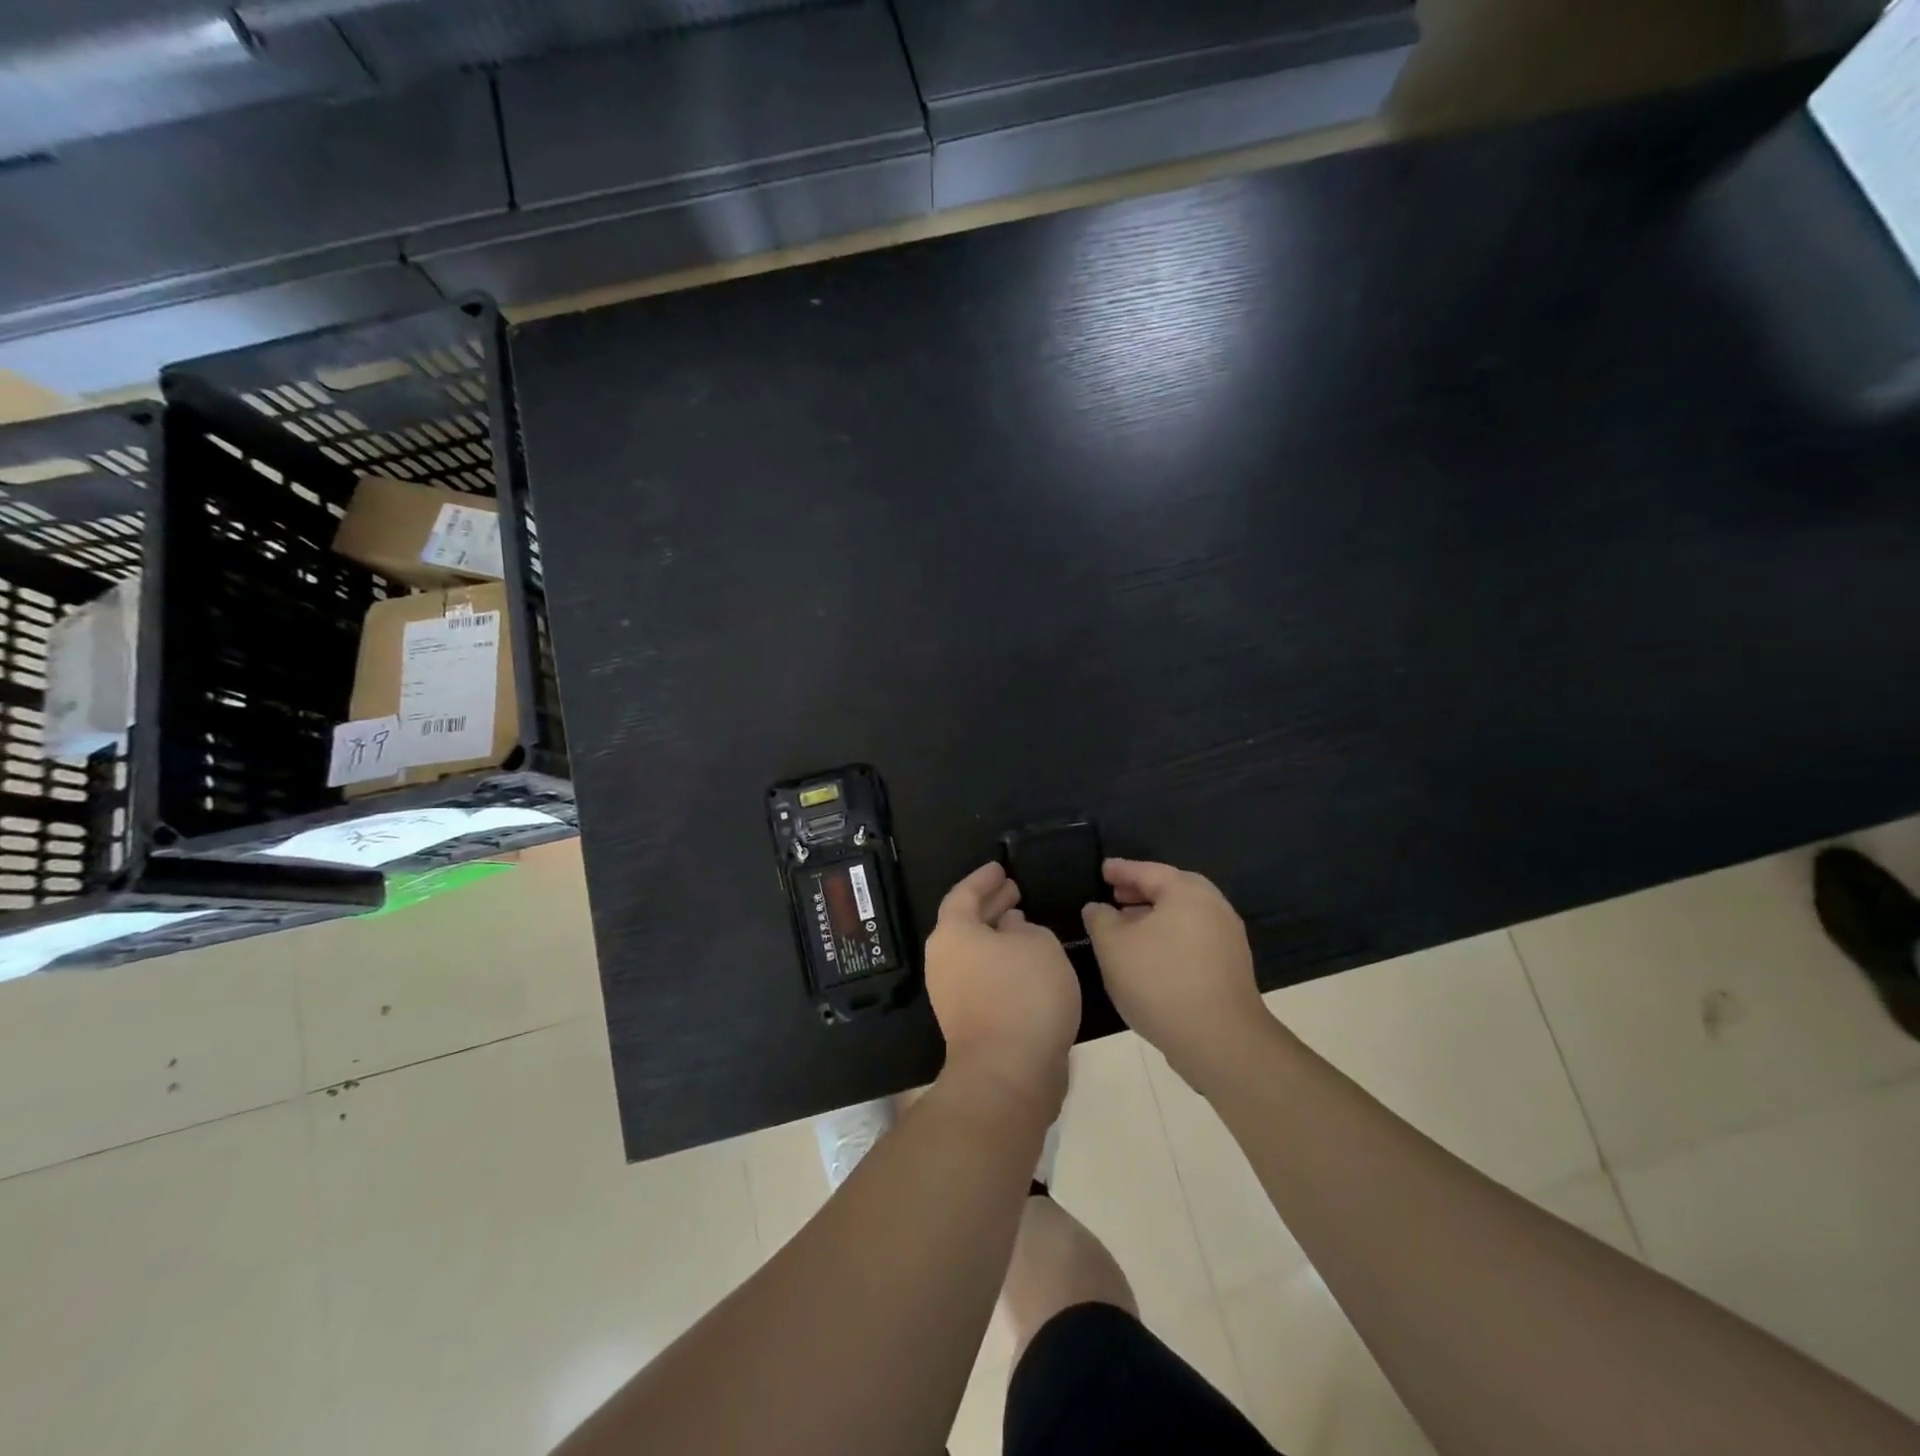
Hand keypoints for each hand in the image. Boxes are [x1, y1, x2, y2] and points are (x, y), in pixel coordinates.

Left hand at [925, 863, 1080, 1119]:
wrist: (1008, 1072)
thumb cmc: (1024, 994)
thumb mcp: (1039, 944)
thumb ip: (1026, 928)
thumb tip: (1011, 929)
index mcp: (953, 932)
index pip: (964, 893)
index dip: (984, 879)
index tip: (1001, 867)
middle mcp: (944, 959)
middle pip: (965, 922)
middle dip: (990, 905)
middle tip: (1014, 891)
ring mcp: (950, 993)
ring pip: (974, 951)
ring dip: (997, 936)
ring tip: (1024, 923)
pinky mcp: (966, 1020)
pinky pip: (982, 976)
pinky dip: (1000, 962)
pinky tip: (1026, 963)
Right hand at [1082, 859, 1269, 1087]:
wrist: (1220, 1040)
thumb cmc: (1160, 981)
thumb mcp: (1113, 946)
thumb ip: (1100, 919)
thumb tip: (1098, 908)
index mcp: (1187, 892)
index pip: (1148, 871)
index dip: (1121, 870)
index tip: (1102, 869)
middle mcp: (1213, 906)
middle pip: (1171, 890)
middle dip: (1141, 892)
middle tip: (1115, 895)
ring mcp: (1227, 938)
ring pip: (1183, 916)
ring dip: (1154, 917)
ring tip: (1127, 927)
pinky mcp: (1231, 967)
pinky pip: (1193, 938)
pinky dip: (1169, 937)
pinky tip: (1150, 957)